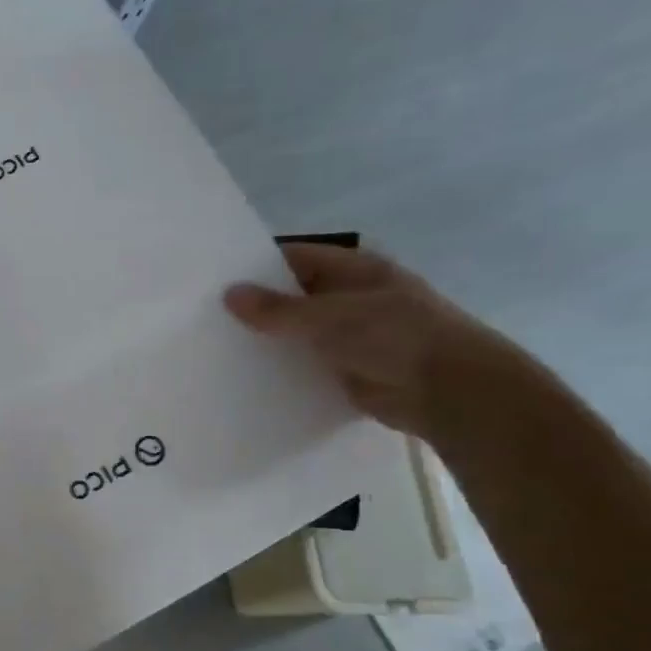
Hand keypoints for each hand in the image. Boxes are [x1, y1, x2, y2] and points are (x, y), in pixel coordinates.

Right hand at [223, 244, 515, 441]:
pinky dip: (279, 371)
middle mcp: (348, 299)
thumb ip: (278, 309)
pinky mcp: (343, 371)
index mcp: (353, 271)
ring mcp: (347, 336)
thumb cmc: (395, 337)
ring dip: (265, 343)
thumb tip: (229, 294)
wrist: (447, 392)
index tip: (213, 281)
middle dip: (253, 308)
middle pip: (290, 298)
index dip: (255, 267)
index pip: (293, 259)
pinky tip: (243, 379)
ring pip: (294, 335)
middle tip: (203, 318)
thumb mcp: (331, 317)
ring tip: (213, 350)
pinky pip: (302, 366)